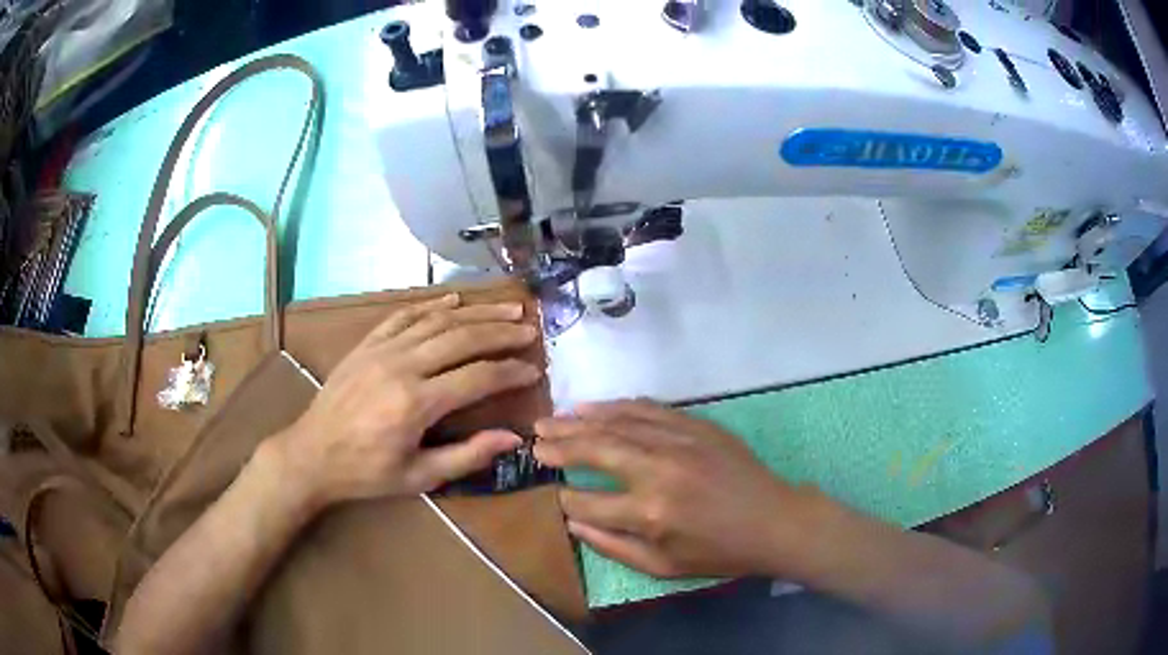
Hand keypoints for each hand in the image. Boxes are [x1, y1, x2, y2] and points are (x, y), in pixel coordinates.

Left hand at [273, 293, 541, 510]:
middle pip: (462, 338)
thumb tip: (513, 437)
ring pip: (437, 321)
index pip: (477, 378)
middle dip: (501, 331)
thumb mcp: (419, 478)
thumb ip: (468, 456)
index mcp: (416, 404)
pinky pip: (404, 315)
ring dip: (476, 311)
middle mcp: (401, 367)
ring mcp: (381, 350)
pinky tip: (455, 299)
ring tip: (507, 306)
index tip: (534, 370)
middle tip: (530, 329)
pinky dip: (432, 305)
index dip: (510, 372)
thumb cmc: (367, 473)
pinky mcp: (367, 344)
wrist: (312, 455)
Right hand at [534, 400, 815, 578]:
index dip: (565, 497)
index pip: (588, 500)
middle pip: (595, 448)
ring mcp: (678, 441)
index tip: (554, 493)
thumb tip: (573, 523)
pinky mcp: (695, 425)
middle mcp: (658, 470)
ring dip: (580, 420)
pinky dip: (617, 407)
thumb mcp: (663, 567)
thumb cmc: (719, 552)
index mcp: (649, 513)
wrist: (773, 521)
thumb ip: (613, 546)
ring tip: (552, 419)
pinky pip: (647, 409)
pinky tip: (596, 408)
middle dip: (560, 444)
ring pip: (617, 422)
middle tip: (535, 441)